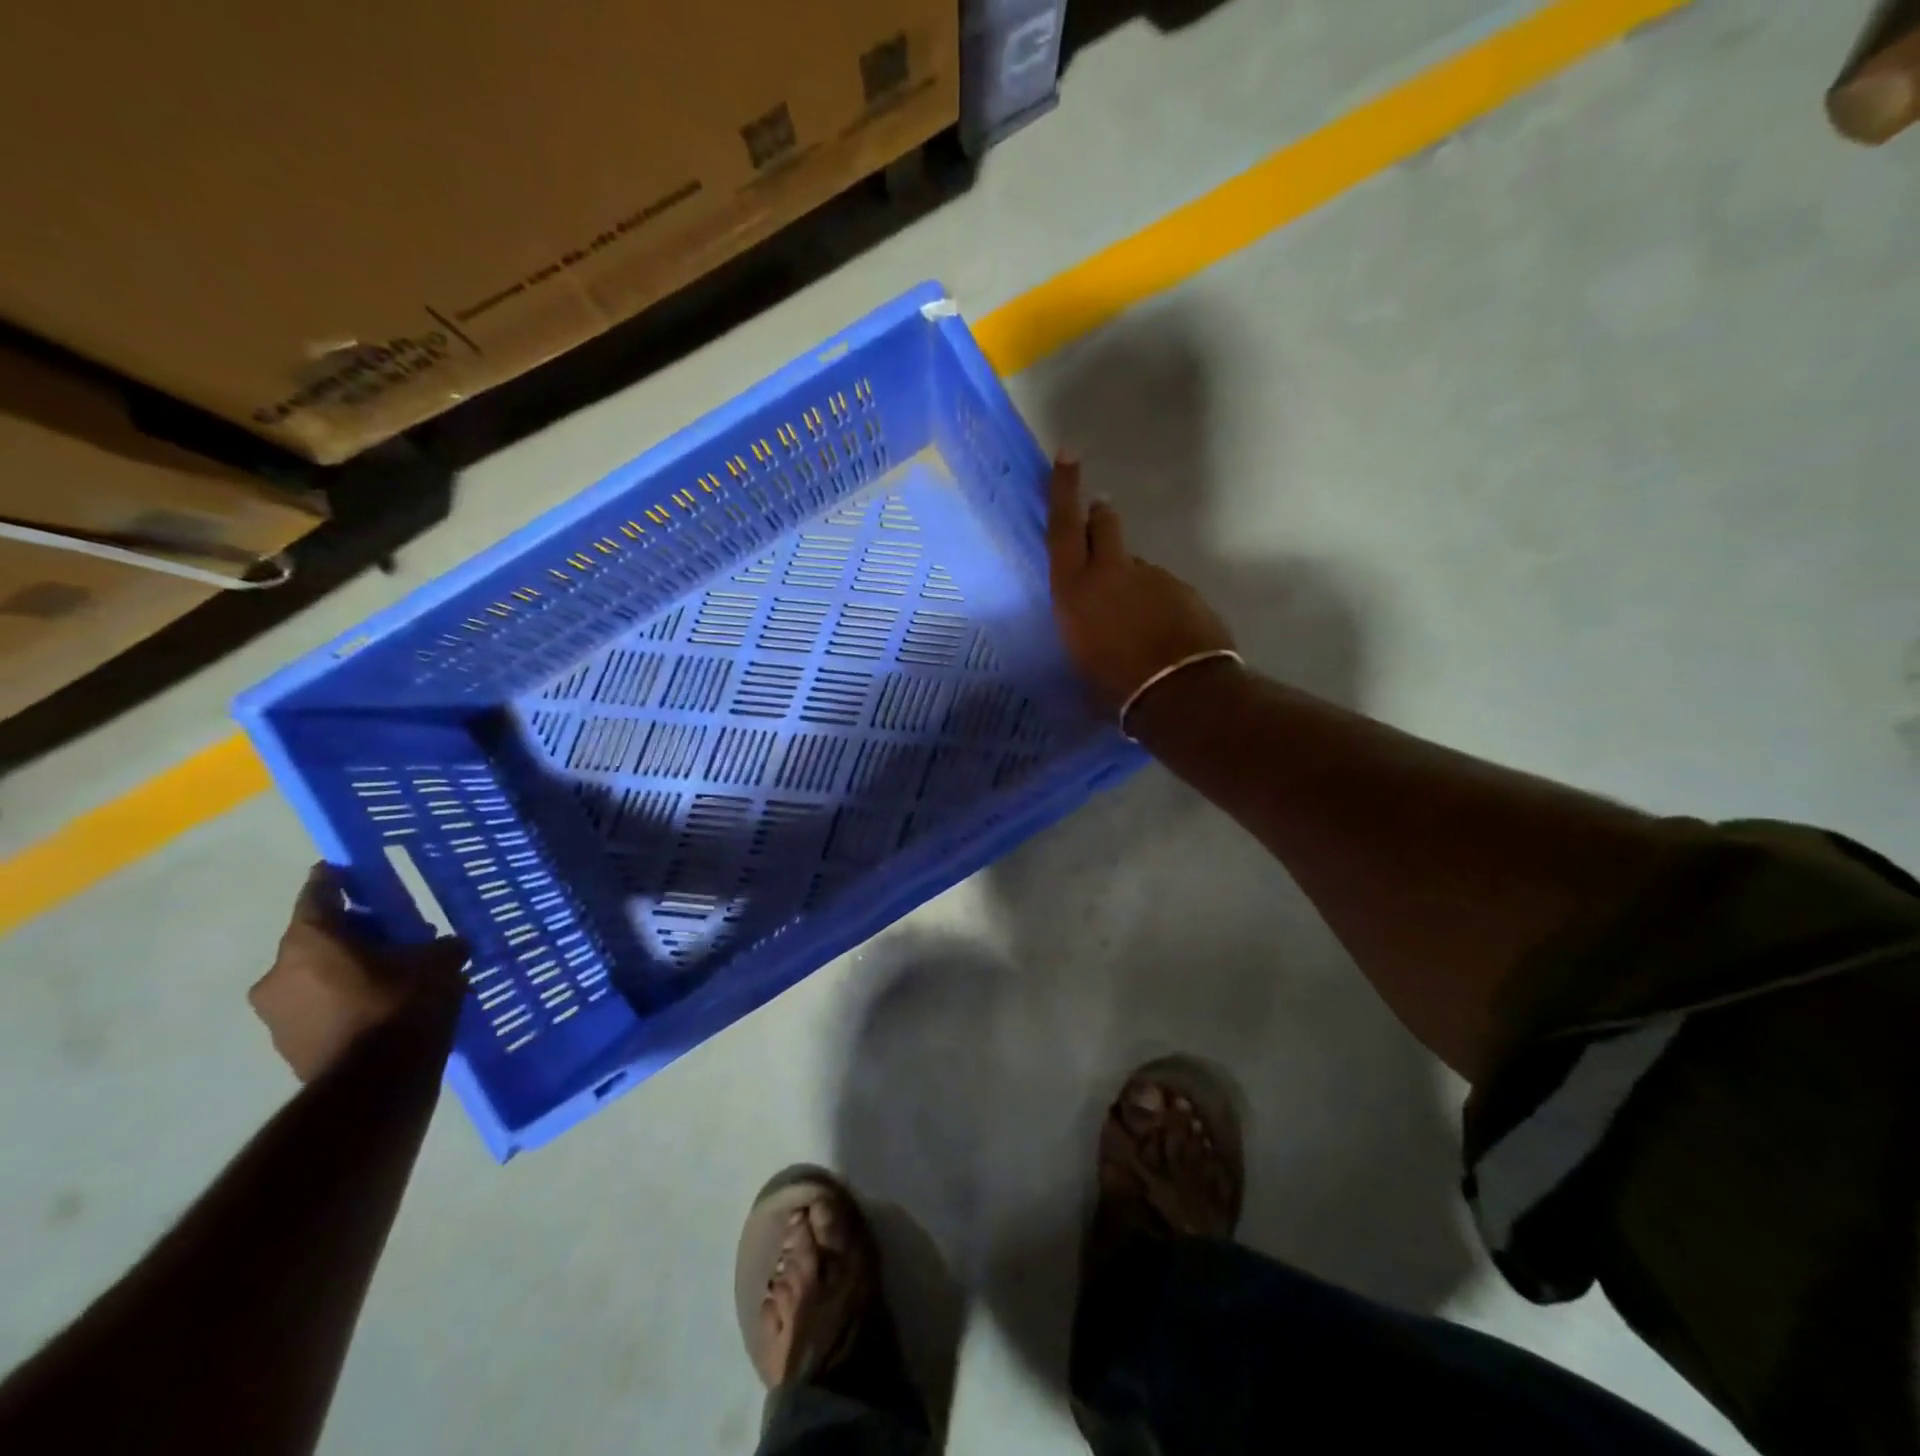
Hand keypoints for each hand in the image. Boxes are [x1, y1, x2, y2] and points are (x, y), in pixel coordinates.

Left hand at [250, 865, 468, 1081]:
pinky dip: (342, 1000)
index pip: (318, 894)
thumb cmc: (403, 1005)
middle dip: (349, 932)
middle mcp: (278, 972)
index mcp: (310, 941)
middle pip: (314, 938)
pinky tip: (377, 1006)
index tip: (346, 869)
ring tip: (386, 973)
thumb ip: (441, 946)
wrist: (376, 1084)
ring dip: (344, 970)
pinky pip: (316, 1008)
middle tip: (386, 930)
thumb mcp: (439, 963)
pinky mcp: (286, 1046)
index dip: (335, 879)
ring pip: (313, 976)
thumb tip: (448, 944)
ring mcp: (276, 1014)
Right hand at [1046, 454, 1236, 715]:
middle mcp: (1111, 573)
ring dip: (1129, 577)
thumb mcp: (1077, 659)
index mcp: (1074, 589)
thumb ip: (1081, 624)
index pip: (1064, 527)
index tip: (1068, 454)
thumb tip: (1087, 616)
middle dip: (1099, 517)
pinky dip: (1157, 601)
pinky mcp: (1183, 590)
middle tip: (1098, 517)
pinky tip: (1159, 632)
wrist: (1179, 694)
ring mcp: (1152, 577)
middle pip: (1104, 524)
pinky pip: (1162, 588)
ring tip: (1133, 619)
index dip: (1064, 489)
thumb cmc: (1112, 688)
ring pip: (1135, 563)